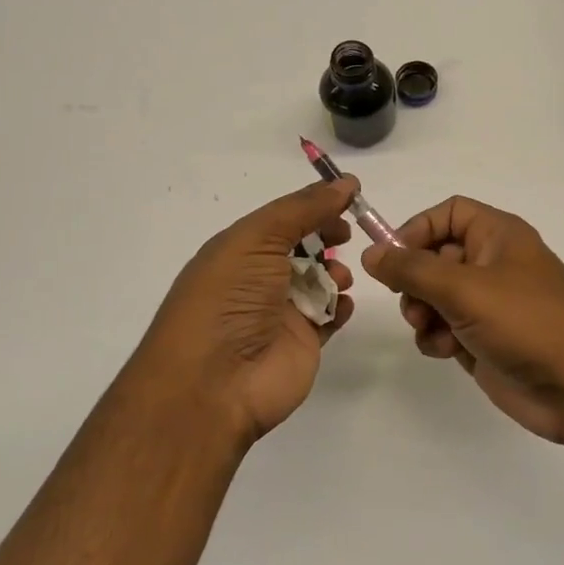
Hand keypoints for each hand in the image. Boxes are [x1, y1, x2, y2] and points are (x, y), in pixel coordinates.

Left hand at [130, 177, 357, 447]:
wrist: (214, 382)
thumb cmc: (228, 299)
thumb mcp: (258, 239)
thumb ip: (303, 209)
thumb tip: (345, 182)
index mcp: (238, 250)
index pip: (282, 220)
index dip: (314, 208)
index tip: (348, 200)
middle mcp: (258, 279)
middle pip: (302, 248)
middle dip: (327, 239)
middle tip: (346, 237)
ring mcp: (280, 313)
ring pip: (319, 282)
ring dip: (335, 274)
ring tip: (338, 280)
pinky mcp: (301, 343)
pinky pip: (328, 317)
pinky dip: (340, 307)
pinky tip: (341, 305)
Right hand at [361, 196, 563, 446]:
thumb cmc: (527, 322)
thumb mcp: (464, 288)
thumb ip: (412, 269)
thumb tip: (372, 253)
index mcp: (497, 235)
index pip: (447, 214)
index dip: (416, 230)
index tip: (392, 258)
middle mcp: (492, 264)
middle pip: (434, 257)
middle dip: (414, 281)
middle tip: (412, 303)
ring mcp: (488, 305)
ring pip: (434, 296)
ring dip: (422, 313)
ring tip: (429, 330)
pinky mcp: (483, 340)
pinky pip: (444, 328)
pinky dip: (436, 338)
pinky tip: (445, 351)